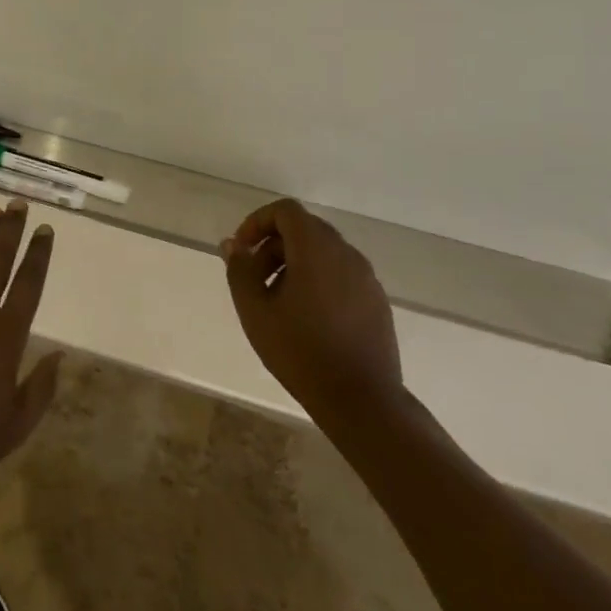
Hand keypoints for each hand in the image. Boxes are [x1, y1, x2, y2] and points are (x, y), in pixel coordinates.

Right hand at [220, 198, 401, 409]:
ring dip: (294, 264)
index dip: (258, 222)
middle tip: (254, 278)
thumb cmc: (300, 351)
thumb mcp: (255, 310)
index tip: (242, 250)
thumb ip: (240, 270)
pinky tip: (307, 318)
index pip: (286, 211)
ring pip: (324, 252)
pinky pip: (341, 274)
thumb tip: (233, 244)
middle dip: (273, 245)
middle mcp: (346, 253)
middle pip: (305, 229)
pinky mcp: (376, 300)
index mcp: (316, 249)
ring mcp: (366, 277)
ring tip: (277, 302)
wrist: (362, 400)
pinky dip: (318, 280)